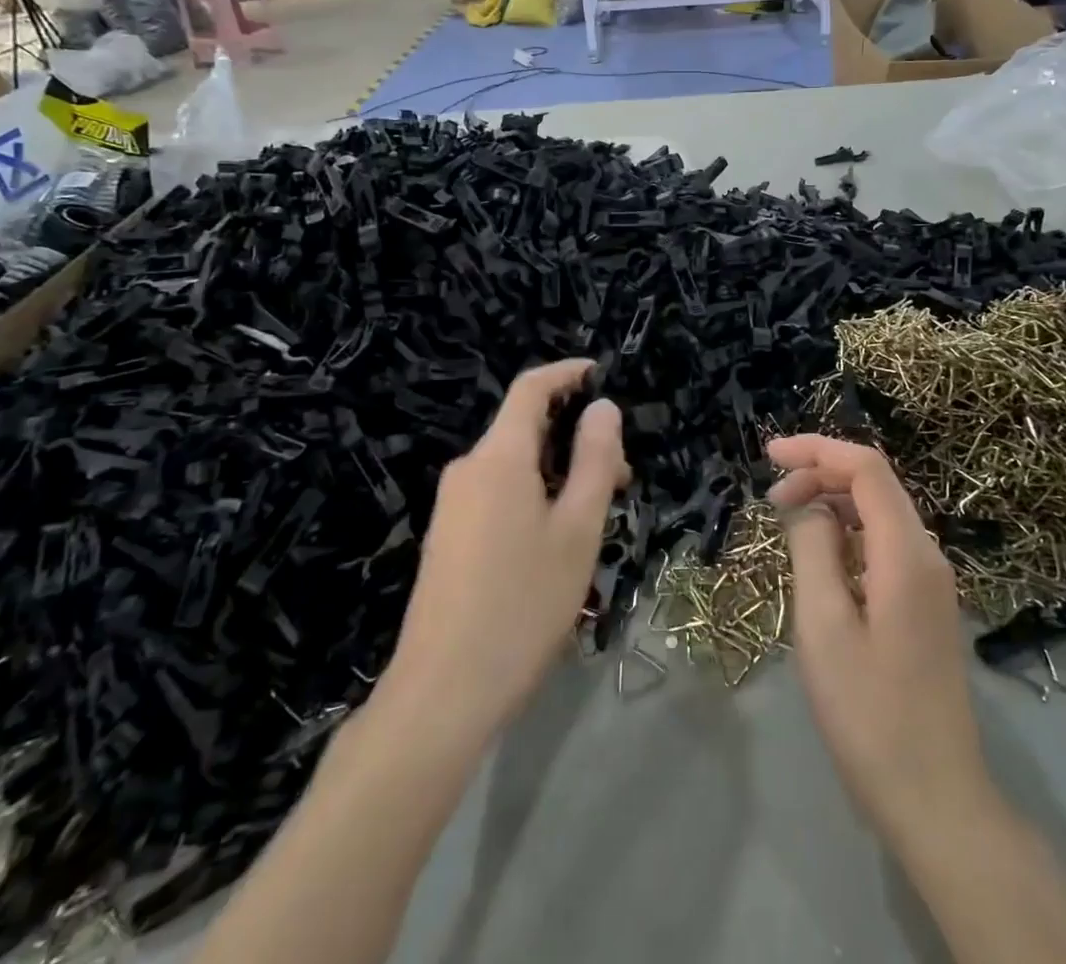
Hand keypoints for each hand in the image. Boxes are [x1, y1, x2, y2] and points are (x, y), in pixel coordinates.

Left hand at [387, 361, 627, 734]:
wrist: (443, 692)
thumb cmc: (523, 603)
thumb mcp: (577, 530)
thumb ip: (595, 461)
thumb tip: (603, 408)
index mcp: (499, 456)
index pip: (531, 388)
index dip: (567, 374)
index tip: (601, 374)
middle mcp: (469, 469)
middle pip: (525, 429)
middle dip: (574, 437)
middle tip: (621, 477)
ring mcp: (452, 505)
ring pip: (514, 465)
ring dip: (557, 472)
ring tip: (595, 517)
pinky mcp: (447, 537)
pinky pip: (497, 493)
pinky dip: (533, 495)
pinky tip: (555, 542)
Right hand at [768, 436, 996, 856]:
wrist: (934, 798)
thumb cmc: (869, 712)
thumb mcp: (824, 626)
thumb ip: (813, 549)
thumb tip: (807, 507)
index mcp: (907, 553)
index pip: (866, 467)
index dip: (817, 449)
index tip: (769, 455)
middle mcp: (927, 555)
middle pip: (874, 484)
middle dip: (820, 474)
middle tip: (771, 497)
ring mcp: (931, 582)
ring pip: (879, 513)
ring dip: (832, 503)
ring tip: (786, 521)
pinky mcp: (924, 605)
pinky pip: (884, 544)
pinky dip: (847, 533)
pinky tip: (818, 555)